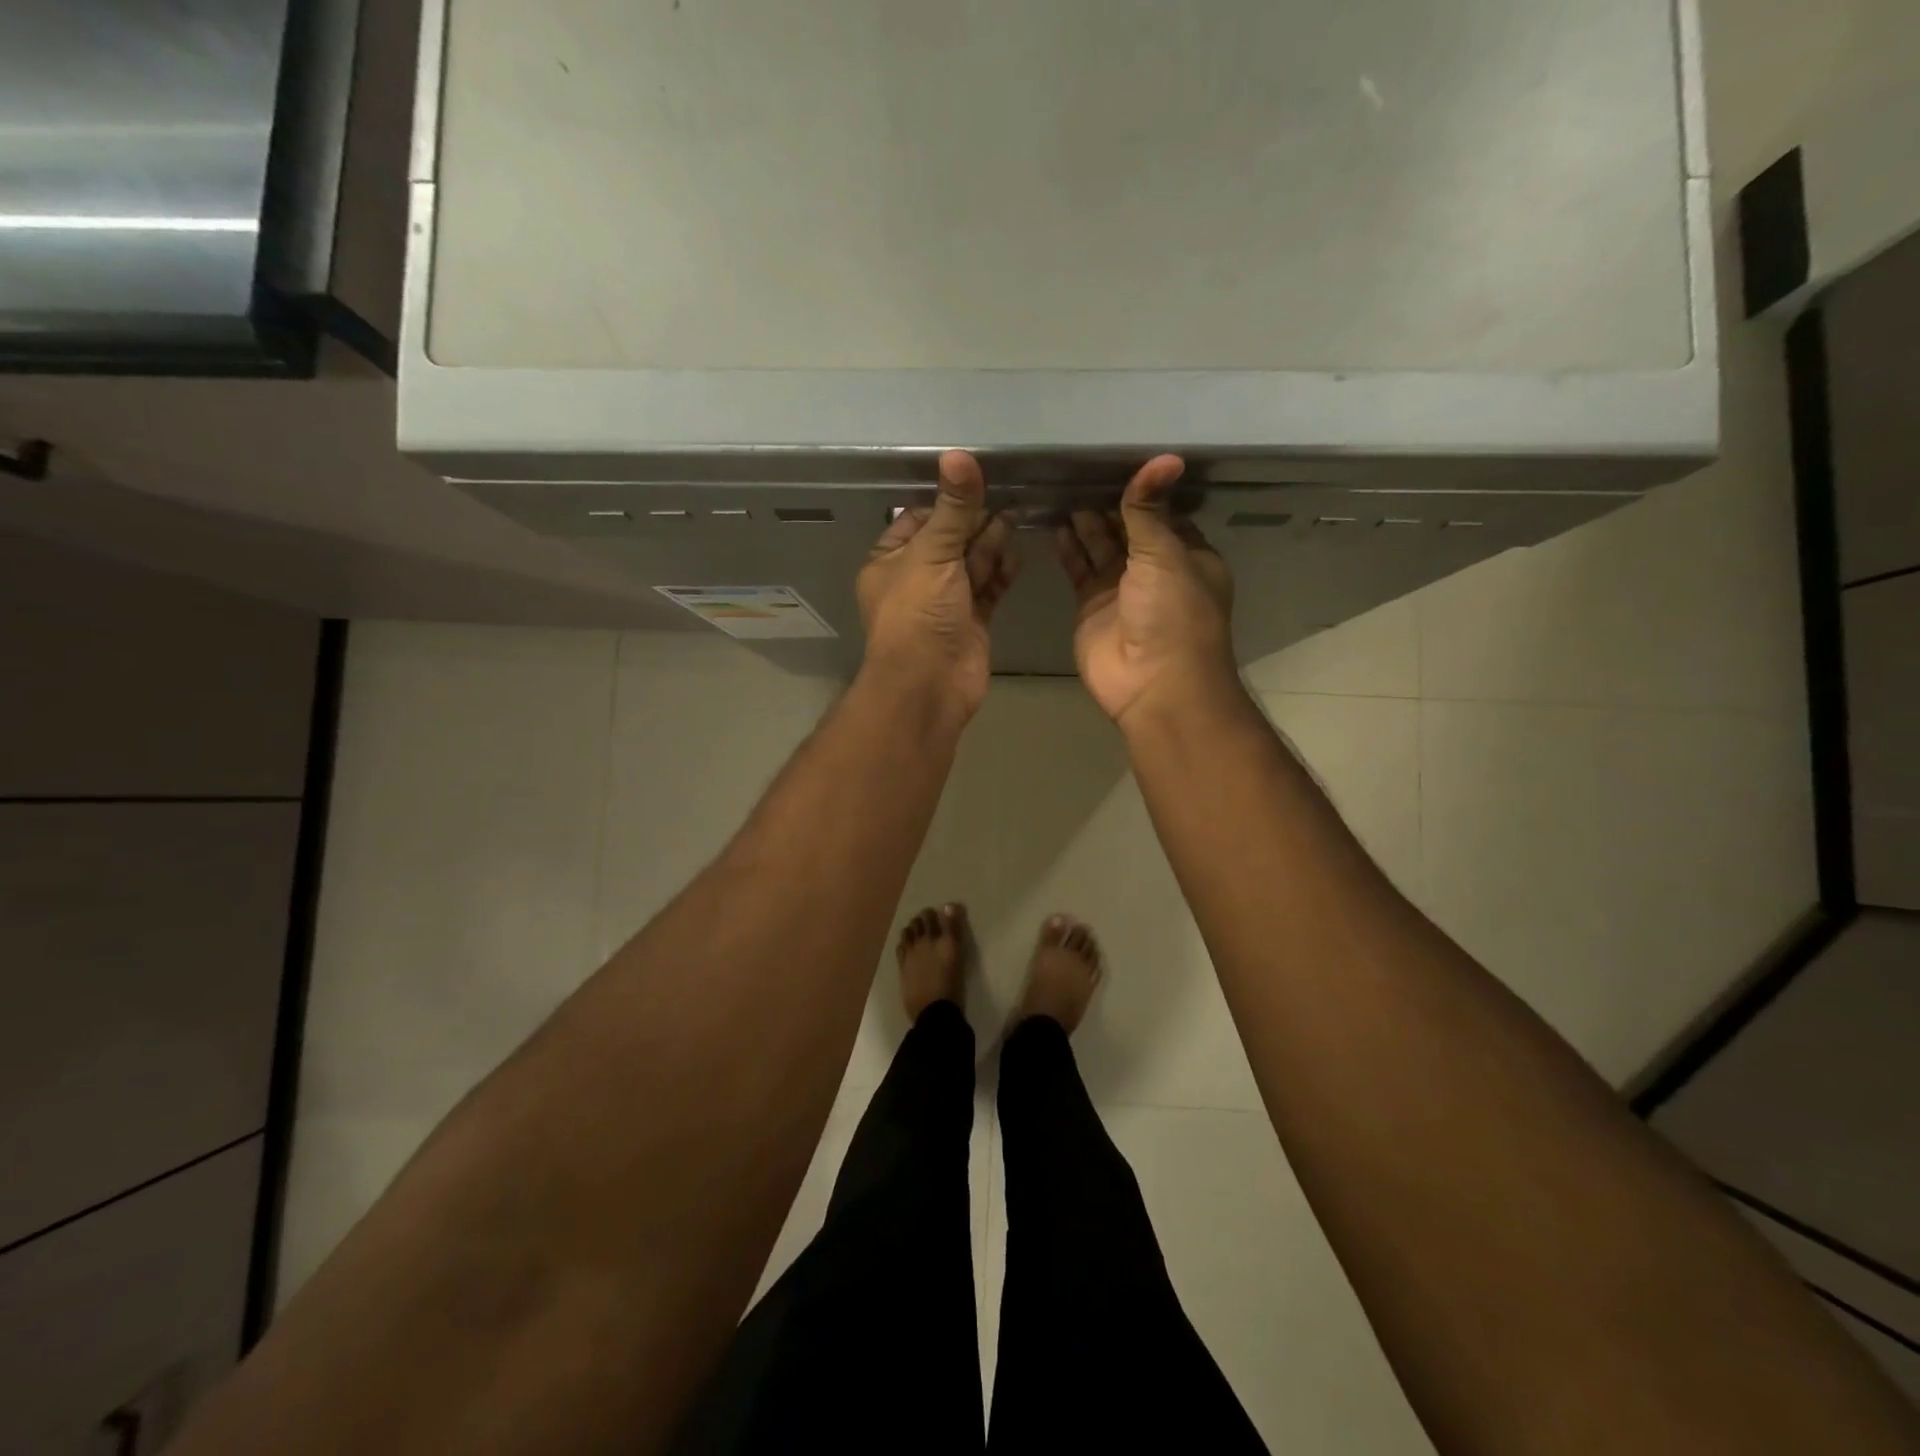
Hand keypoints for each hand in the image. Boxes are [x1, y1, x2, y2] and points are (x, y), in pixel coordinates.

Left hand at [857, 451, 1018, 718]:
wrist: (929, 685)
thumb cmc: (918, 614)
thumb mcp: (932, 554)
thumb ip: (952, 508)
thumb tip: (958, 454)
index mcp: (890, 561)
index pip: (917, 519)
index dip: (945, 503)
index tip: (976, 484)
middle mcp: (915, 579)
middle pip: (949, 540)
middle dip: (975, 521)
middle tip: (1008, 495)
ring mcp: (945, 603)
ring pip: (971, 564)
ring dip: (992, 543)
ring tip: (1019, 515)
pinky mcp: (971, 622)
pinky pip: (988, 589)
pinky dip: (1002, 572)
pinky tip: (1019, 554)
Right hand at [1055, 456, 1239, 728]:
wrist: (1152, 684)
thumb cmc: (1172, 614)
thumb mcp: (1165, 554)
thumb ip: (1149, 510)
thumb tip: (1164, 458)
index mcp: (1187, 556)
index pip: (1163, 514)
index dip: (1141, 492)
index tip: (1114, 461)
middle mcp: (1155, 571)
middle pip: (1128, 529)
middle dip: (1108, 504)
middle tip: (1077, 471)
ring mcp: (1121, 590)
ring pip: (1100, 548)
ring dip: (1085, 524)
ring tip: (1061, 490)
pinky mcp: (1092, 607)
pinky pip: (1079, 570)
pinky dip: (1068, 549)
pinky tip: (1054, 525)